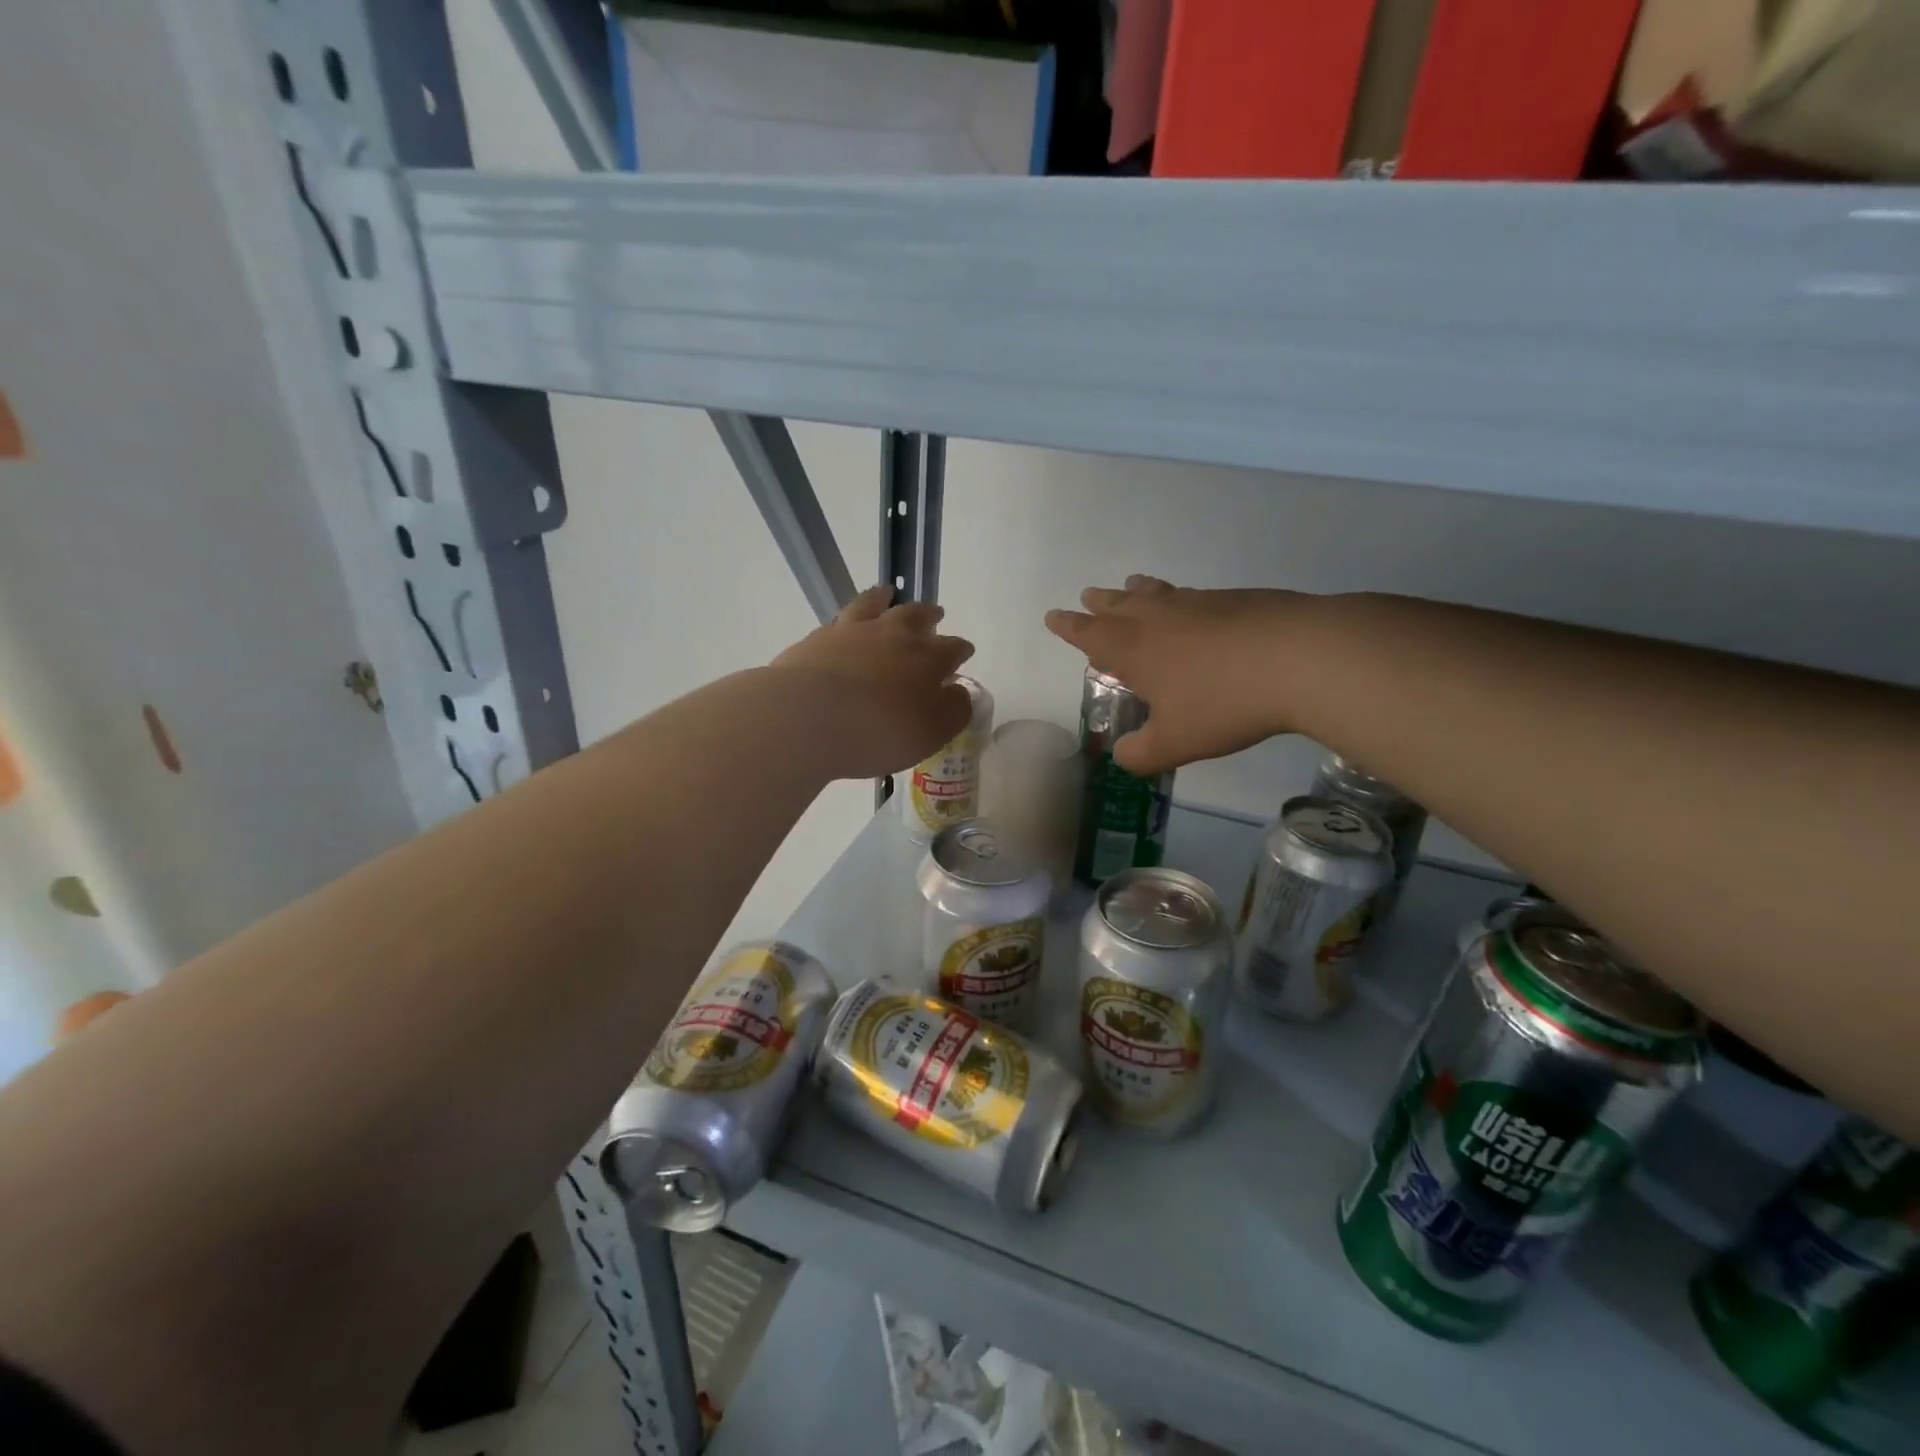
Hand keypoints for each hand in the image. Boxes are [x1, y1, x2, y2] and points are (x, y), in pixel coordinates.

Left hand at [770, 584, 975, 779]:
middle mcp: (893, 635)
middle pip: (917, 616)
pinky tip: (845, 623)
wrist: (807, 718)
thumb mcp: (931, 733)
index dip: (960, 650)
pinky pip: (840, 618)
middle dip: (929, 616)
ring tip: (888, 593)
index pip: (952, 648)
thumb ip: (953, 710)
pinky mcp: (818, 638)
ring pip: (874, 604)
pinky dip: (849, 617)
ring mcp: (853, 631)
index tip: (964, 652)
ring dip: (885, 598)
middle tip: (935, 614)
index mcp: (927, 658)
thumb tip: (959, 691)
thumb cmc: (879, 732)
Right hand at [1045, 576, 1304, 775]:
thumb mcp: (1176, 743)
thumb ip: (1142, 754)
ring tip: (1132, 585)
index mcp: (1135, 650)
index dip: (1070, 628)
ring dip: (1139, 592)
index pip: (1090, 635)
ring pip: (1158, 594)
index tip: (1054, 616)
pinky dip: (1182, 600)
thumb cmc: (1224, 703)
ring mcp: (1200, 604)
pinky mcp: (1238, 600)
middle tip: (1089, 595)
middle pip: (1121, 605)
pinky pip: (1195, 597)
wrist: (1301, 658)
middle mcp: (1161, 619)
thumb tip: (1122, 756)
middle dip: (1101, 604)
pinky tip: (1195, 609)